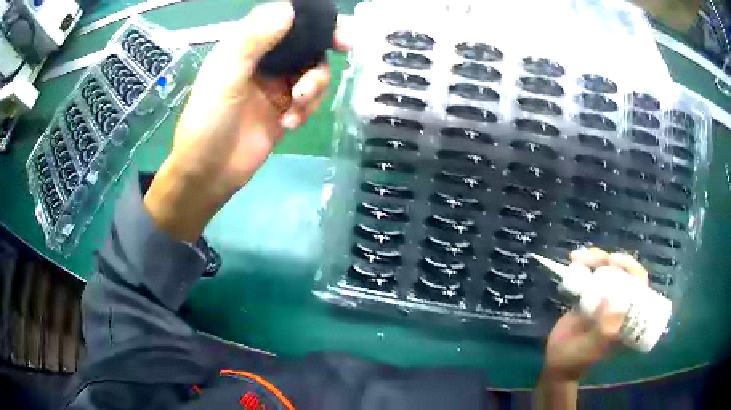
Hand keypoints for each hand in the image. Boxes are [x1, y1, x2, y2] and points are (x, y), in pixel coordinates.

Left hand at [144, 2, 351, 240]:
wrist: (208, 172)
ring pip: (313, 70)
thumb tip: (289, 9)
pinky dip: (307, 108)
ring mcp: (276, 85)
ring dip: (313, 85)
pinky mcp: (285, 108)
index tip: (335, 24)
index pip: (284, 19)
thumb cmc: (209, 120)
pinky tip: (289, 122)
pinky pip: (310, 98)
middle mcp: (264, 60)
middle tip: (348, 46)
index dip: (311, 19)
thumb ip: (254, 40)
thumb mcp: (227, 75)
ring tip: (297, 105)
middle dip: (326, 45)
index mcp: (247, 45)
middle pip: (305, 42)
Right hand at [543, 247, 649, 380]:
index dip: (631, 269)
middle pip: (623, 273)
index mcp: (626, 317)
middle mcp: (619, 304)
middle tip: (594, 257)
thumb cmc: (575, 361)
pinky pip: (590, 276)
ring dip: (595, 258)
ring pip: (607, 271)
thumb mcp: (591, 349)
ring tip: (576, 257)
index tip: (615, 262)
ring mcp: (604, 299)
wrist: (555, 364)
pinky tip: (574, 260)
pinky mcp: (588, 297)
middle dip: (610, 260)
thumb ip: (604, 331)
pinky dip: (584, 264)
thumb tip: (619, 301)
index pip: (639, 286)